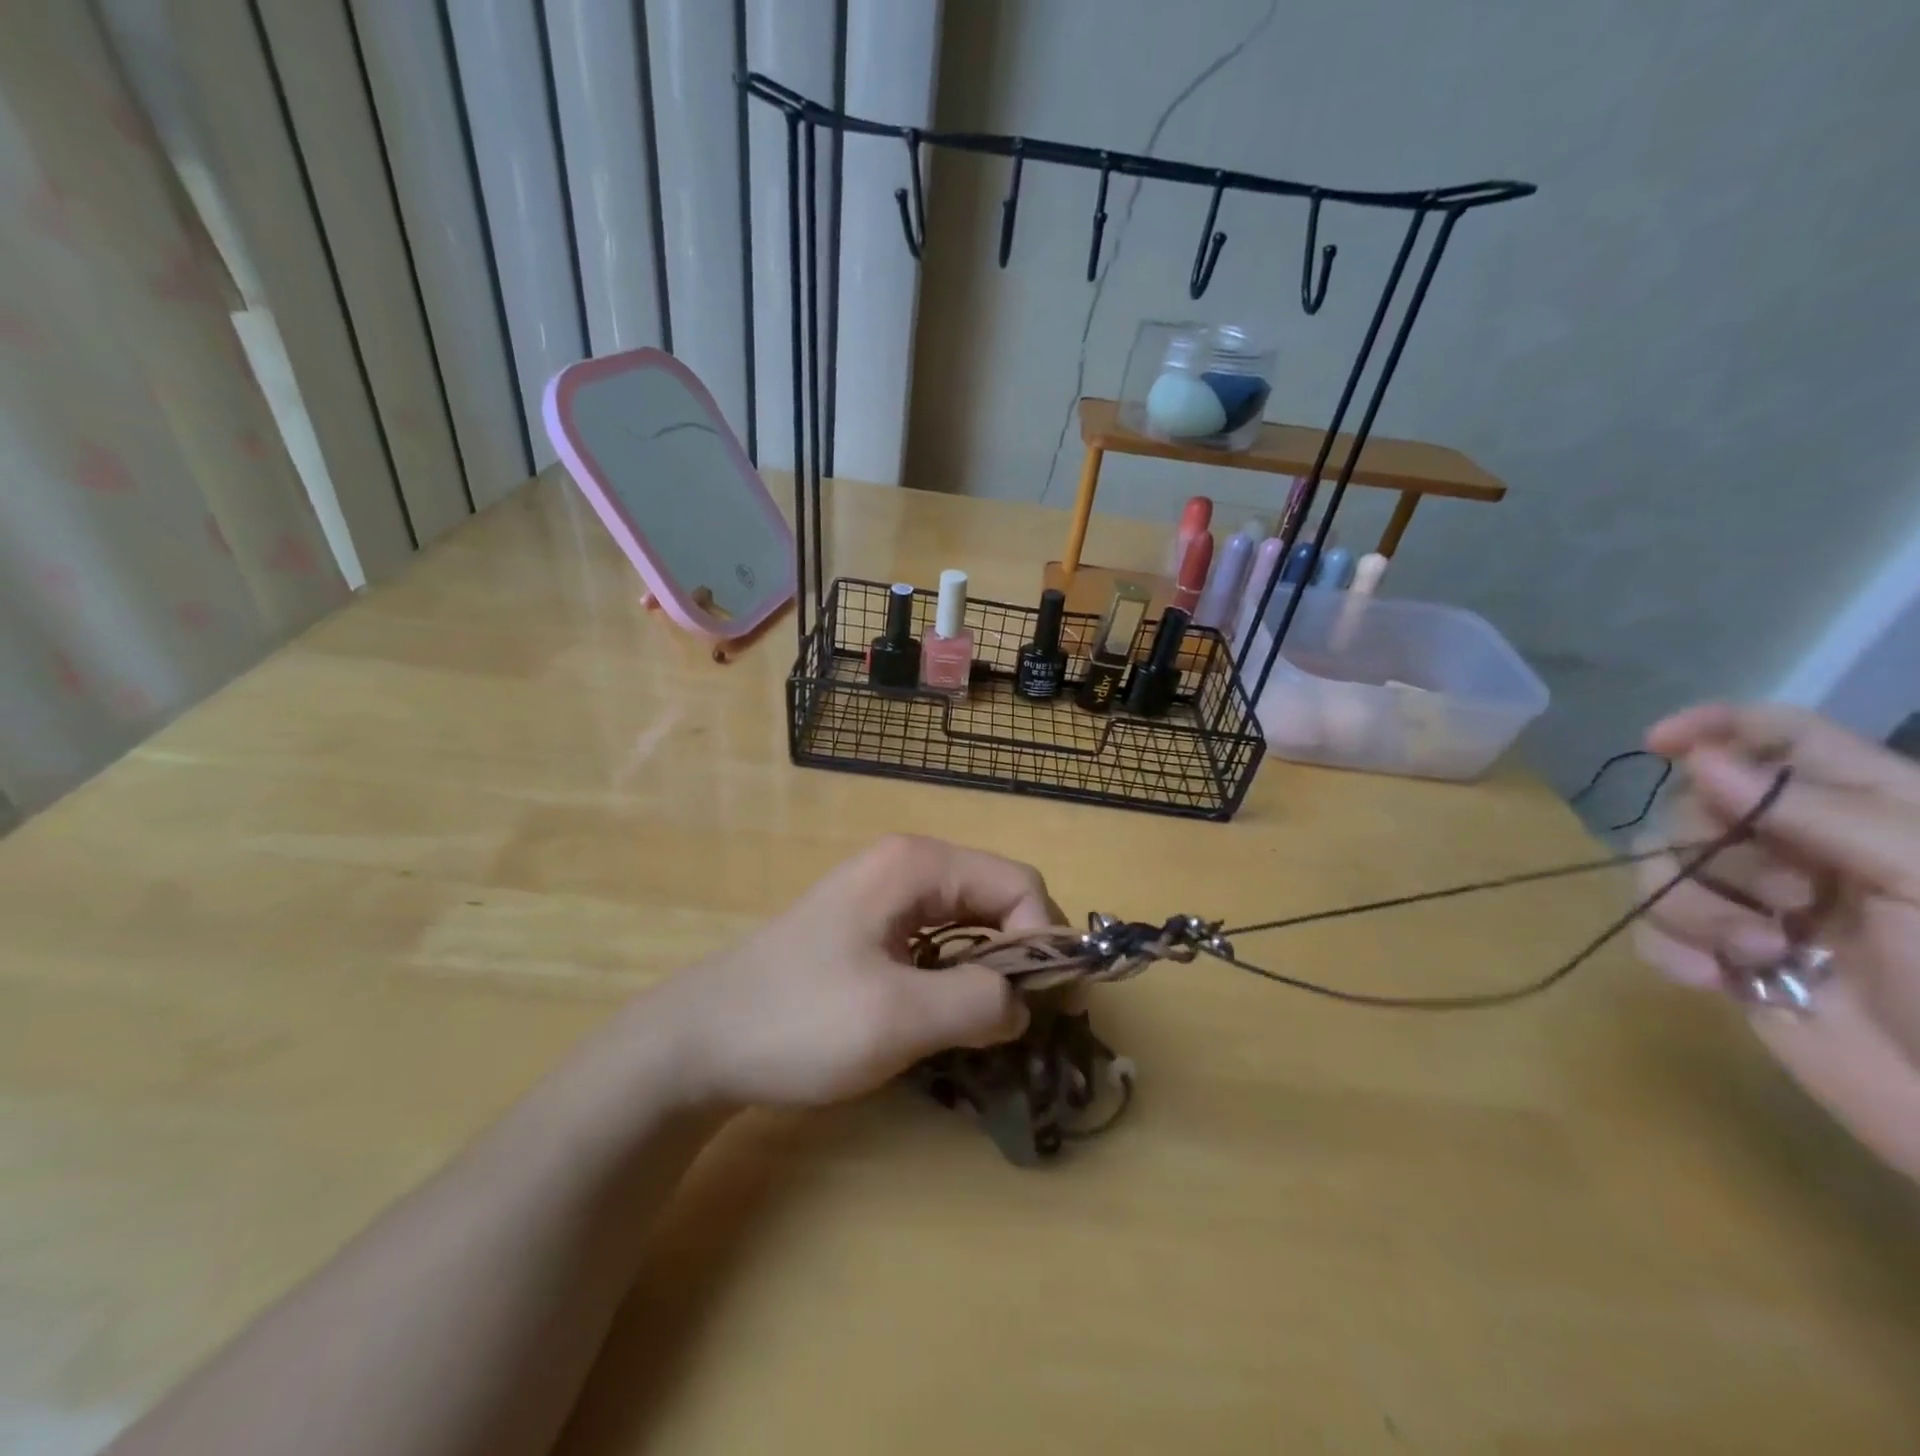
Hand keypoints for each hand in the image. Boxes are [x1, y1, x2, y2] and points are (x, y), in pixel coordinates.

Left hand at [648, 835, 1061, 1107]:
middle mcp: (908, 866)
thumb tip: (1025, 1003)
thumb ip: (979, 1002)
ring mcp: (887, 895)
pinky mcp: (874, 928)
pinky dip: (960, 976)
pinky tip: (946, 1017)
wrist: (701, 1041)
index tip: (1040, 1006)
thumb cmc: (798, 1021)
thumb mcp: (898, 1017)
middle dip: (1020, 956)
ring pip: (972, 923)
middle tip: (1020, 1024)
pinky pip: (941, 941)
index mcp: (918, 865)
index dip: (1043, 940)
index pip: (1019, 883)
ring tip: (987, 1027)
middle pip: (999, 898)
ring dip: (992, 971)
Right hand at [1634, 703, 1919, 1176]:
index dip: (1716, 726)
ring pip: (1663, 866)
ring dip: (1693, 907)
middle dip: (1715, 847)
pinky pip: (1653, 928)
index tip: (1660, 745)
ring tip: (1757, 952)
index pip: (1781, 737)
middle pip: (1698, 804)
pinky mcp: (1723, 956)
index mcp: (1870, 813)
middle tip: (1784, 895)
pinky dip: (1670, 949)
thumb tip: (1696, 759)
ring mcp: (1759, 905)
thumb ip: (1812, 810)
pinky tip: (1714, 981)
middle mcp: (1804, 849)